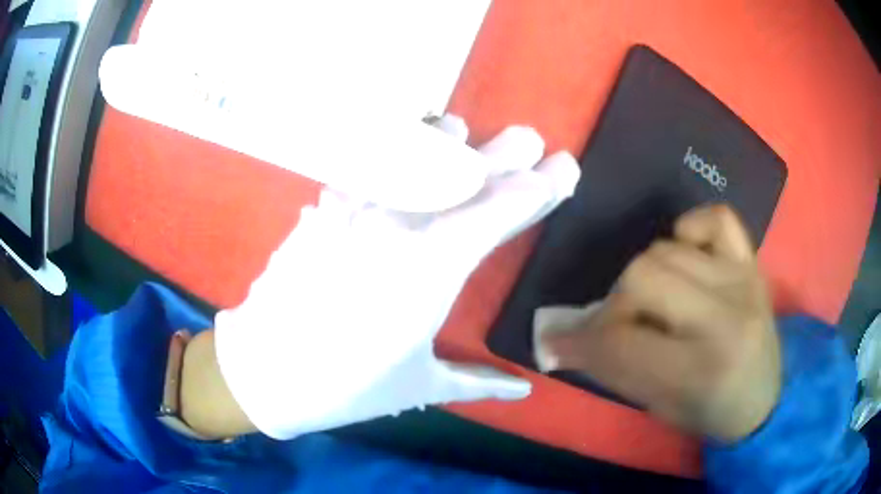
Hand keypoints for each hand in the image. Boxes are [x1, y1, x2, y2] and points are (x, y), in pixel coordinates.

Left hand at [213, 115, 580, 438]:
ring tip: (460, 130)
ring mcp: (355, 211)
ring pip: (410, 160)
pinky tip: (396, 142)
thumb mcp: (418, 384)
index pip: (498, 214)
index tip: (562, 172)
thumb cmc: (345, 386)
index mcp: (432, 273)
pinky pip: (364, 167)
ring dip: (445, 142)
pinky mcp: (322, 209)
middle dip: (505, 155)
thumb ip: (477, 383)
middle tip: (531, 140)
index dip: (535, 190)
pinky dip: (388, 151)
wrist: (264, 370)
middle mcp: (398, 229)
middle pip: (463, 178)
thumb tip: (524, 390)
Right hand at [537, 205, 780, 442]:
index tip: (558, 341)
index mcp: (700, 370)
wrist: (763, 398)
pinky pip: (715, 218)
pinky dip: (690, 230)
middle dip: (617, 304)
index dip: (581, 341)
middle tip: (620, 324)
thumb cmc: (709, 412)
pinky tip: (688, 256)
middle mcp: (725, 317)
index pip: (621, 343)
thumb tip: (559, 340)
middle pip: (643, 277)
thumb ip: (612, 370)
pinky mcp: (752, 261)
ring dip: (646, 278)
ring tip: (656, 302)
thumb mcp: (657, 407)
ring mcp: (742, 280)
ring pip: (666, 249)